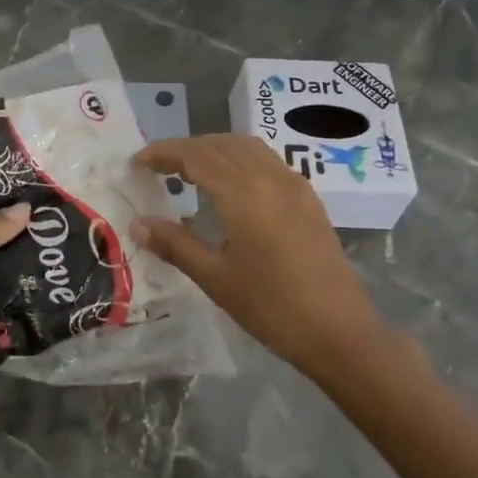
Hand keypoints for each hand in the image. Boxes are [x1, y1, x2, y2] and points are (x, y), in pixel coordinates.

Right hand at [133, 135, 390, 379]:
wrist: (341, 333)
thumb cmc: (272, 308)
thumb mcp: (216, 278)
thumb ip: (175, 245)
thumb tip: (138, 224)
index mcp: (243, 193)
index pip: (195, 155)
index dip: (162, 153)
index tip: (136, 163)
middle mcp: (270, 177)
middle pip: (220, 144)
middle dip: (185, 148)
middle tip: (157, 166)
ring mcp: (295, 185)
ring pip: (247, 147)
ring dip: (214, 149)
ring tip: (189, 171)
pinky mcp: (309, 199)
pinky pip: (267, 161)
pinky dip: (239, 159)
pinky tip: (230, 186)